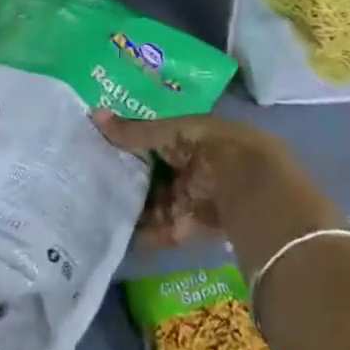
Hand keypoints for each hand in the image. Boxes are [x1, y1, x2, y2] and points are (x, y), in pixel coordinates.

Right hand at [92, 109, 306, 247]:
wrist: (256, 193)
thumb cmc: (214, 149)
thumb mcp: (172, 134)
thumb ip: (134, 131)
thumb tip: (93, 114)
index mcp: (197, 136)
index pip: (160, 138)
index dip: (135, 143)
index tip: (104, 147)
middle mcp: (199, 165)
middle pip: (160, 171)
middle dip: (133, 177)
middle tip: (97, 179)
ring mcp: (199, 197)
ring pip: (161, 200)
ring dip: (138, 206)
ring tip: (102, 208)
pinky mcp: (198, 227)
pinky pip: (169, 228)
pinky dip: (149, 232)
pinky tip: (123, 234)